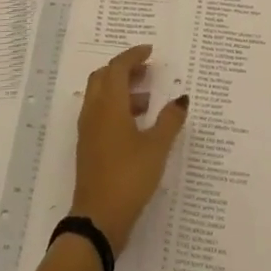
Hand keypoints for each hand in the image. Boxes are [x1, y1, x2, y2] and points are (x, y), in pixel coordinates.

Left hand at [69, 44, 188, 251]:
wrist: (98, 219)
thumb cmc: (129, 177)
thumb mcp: (157, 148)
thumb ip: (170, 120)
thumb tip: (181, 99)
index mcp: (108, 105)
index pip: (117, 68)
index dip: (133, 56)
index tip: (150, 52)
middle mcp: (94, 112)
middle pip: (104, 77)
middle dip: (124, 69)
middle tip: (147, 71)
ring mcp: (88, 130)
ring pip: (100, 96)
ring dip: (120, 90)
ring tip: (147, 99)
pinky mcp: (89, 147)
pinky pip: (100, 114)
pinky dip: (116, 108)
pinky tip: (137, 125)